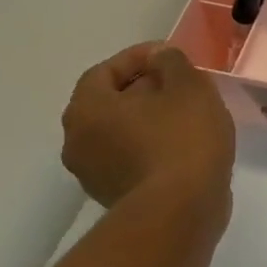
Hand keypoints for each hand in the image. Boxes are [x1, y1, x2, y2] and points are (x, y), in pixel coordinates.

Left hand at [61, 42, 235, 218]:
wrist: (181, 210)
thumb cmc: (182, 139)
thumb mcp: (188, 87)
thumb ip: (172, 62)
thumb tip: (160, 57)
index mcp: (87, 109)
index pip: (104, 71)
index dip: (138, 57)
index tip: (170, 55)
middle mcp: (77, 140)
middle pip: (109, 103)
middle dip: (144, 89)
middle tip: (181, 85)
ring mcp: (93, 173)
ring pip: (120, 132)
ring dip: (148, 120)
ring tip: (187, 115)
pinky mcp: (115, 196)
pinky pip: (131, 158)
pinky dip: (152, 146)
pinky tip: (184, 145)